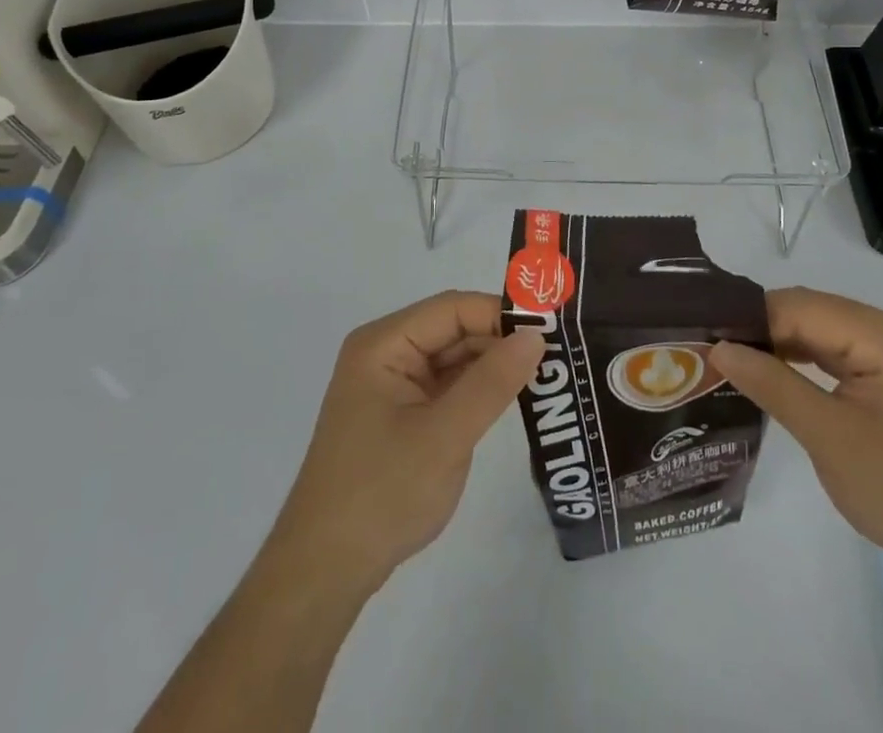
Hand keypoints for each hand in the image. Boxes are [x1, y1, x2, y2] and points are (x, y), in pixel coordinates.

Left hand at [264, 291, 544, 592]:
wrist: (325, 572)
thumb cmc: (381, 494)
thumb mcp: (444, 436)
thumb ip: (492, 383)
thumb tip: (536, 336)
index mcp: (384, 344)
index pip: (452, 309)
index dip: (500, 314)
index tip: (550, 331)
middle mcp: (386, 353)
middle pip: (453, 329)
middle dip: (501, 340)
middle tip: (557, 355)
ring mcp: (392, 385)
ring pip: (453, 358)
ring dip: (493, 365)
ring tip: (547, 373)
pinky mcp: (401, 414)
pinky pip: (446, 386)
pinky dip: (478, 390)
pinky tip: (513, 397)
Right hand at [710, 287, 882, 580]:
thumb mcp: (829, 438)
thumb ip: (772, 385)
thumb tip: (718, 349)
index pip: (799, 306)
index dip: (750, 320)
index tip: (706, 341)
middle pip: (810, 312)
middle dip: (761, 331)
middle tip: (713, 355)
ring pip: (820, 331)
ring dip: (780, 346)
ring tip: (734, 365)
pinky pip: (838, 352)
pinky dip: (804, 362)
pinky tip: (776, 377)